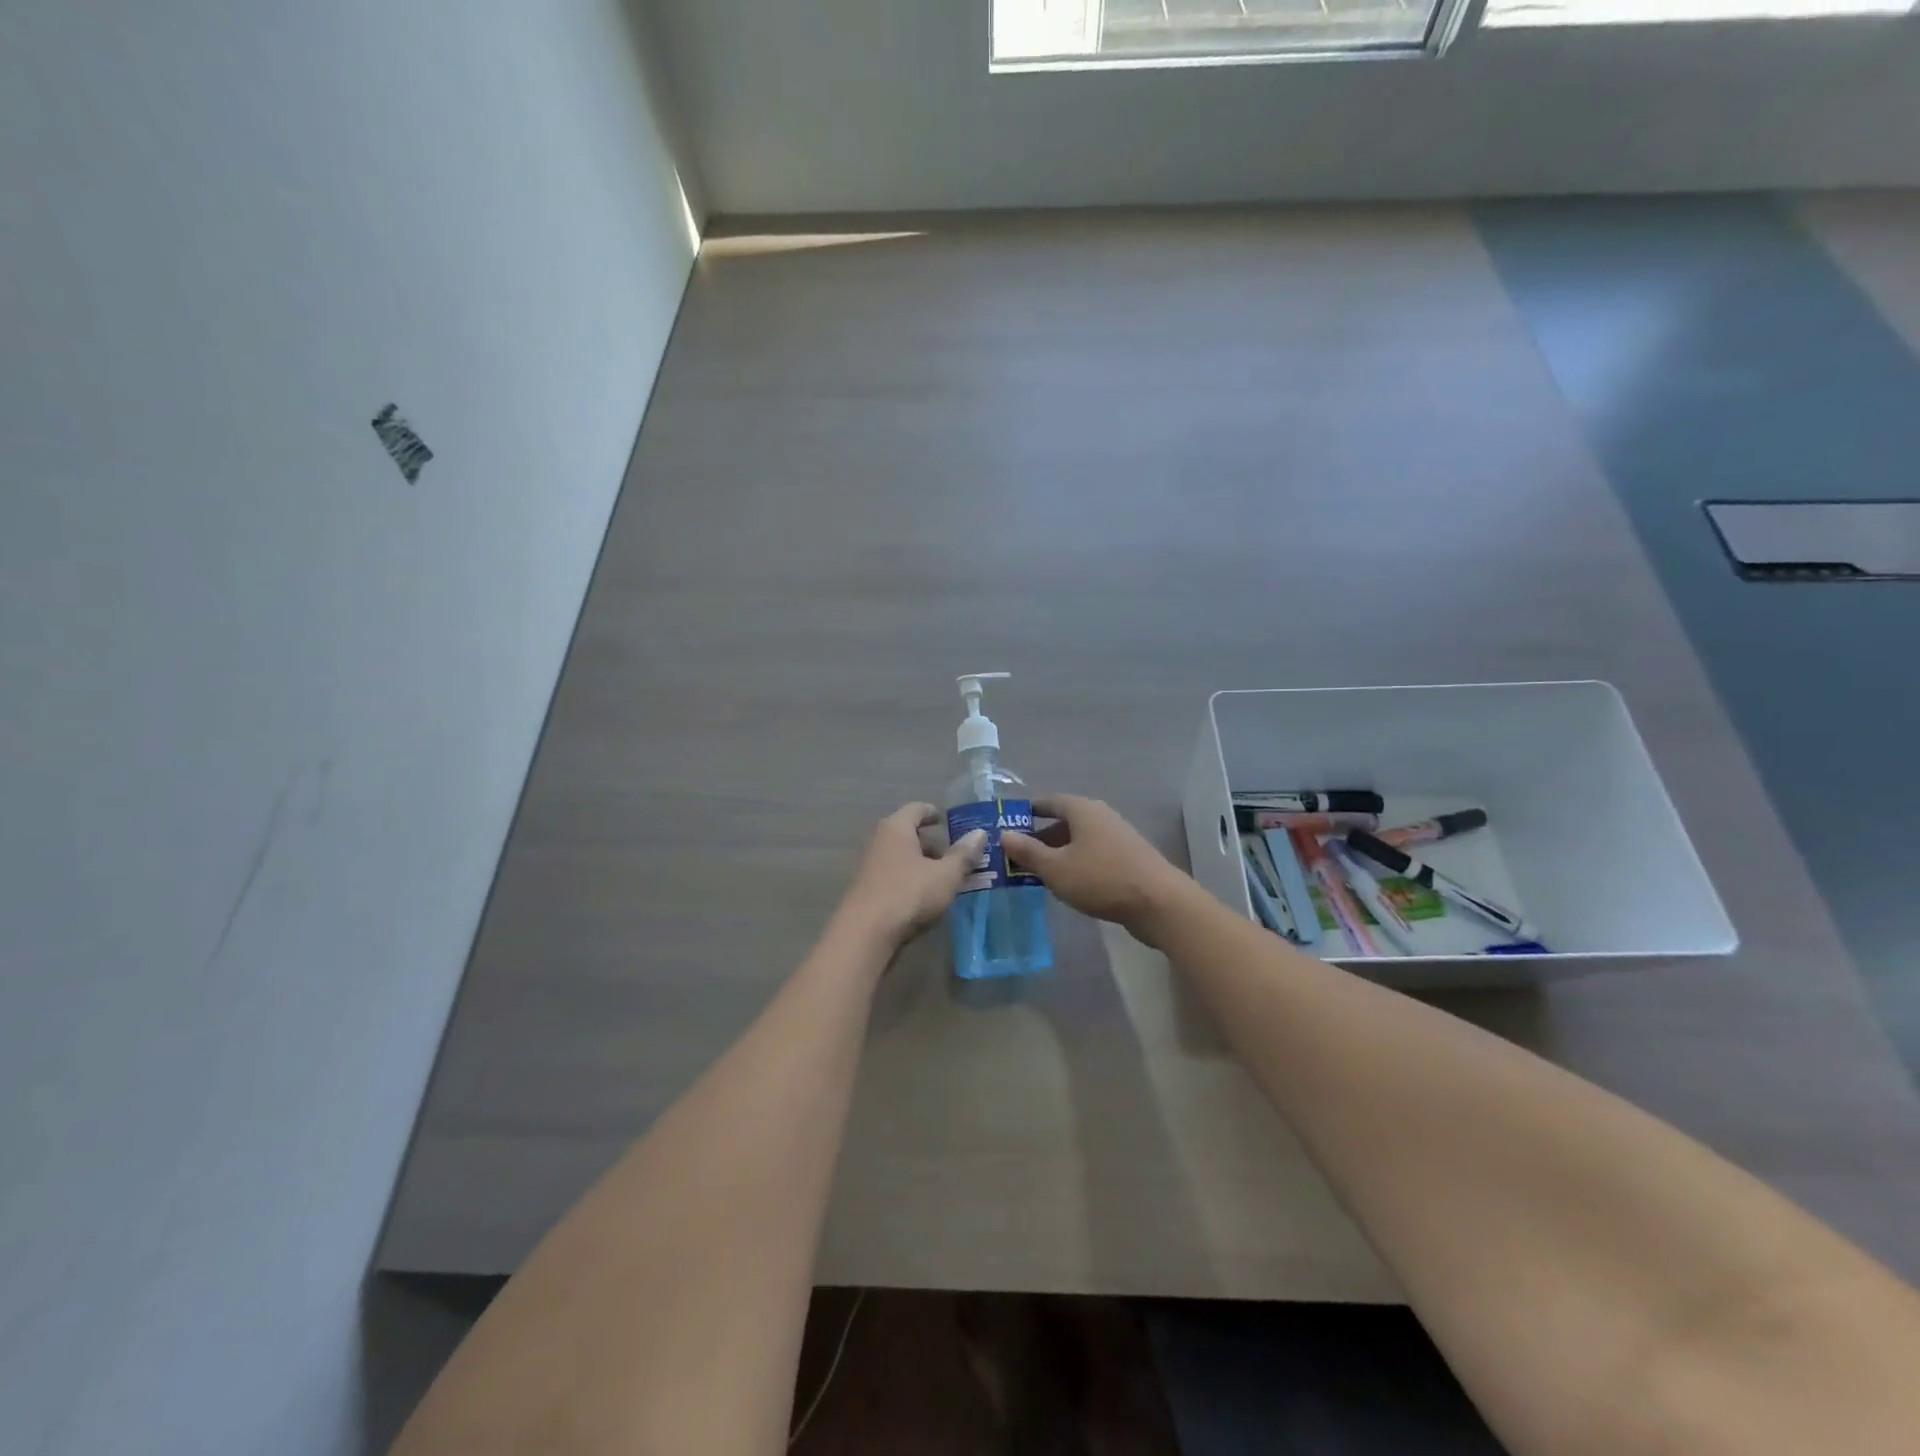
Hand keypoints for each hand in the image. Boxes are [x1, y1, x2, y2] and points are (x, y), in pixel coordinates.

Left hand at [835, 802, 986, 950]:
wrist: (864, 933)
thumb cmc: (908, 894)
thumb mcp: (945, 875)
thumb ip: (963, 855)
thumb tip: (980, 833)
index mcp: (897, 828)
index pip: (916, 809)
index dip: (932, 813)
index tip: (946, 820)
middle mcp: (879, 841)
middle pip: (907, 833)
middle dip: (930, 843)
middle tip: (953, 856)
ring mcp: (870, 866)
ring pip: (900, 857)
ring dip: (921, 864)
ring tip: (943, 879)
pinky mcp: (867, 889)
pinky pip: (893, 875)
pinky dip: (910, 879)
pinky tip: (924, 897)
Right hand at [1002, 795, 1190, 946]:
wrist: (1159, 903)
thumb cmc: (1101, 879)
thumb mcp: (1056, 868)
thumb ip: (1028, 852)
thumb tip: (1003, 834)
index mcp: (1083, 810)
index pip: (1050, 801)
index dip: (1029, 812)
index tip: (1010, 824)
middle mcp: (1101, 816)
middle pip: (1065, 821)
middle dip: (1041, 837)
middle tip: (1019, 855)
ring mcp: (1119, 837)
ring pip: (1080, 840)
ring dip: (1059, 852)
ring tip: (1039, 872)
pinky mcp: (1130, 858)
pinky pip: (1094, 854)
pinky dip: (1077, 863)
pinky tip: (1069, 883)